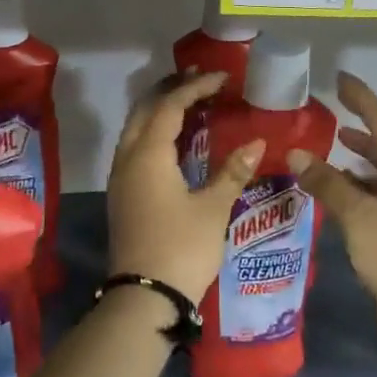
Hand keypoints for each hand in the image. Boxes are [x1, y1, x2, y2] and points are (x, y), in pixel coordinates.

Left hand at [106, 72, 263, 301]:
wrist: (144, 298)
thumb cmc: (182, 248)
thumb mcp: (213, 208)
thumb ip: (232, 171)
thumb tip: (256, 142)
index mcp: (148, 155)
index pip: (170, 106)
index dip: (195, 87)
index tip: (222, 77)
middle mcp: (127, 159)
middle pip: (144, 110)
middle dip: (170, 90)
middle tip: (200, 79)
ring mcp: (120, 178)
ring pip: (135, 128)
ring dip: (159, 110)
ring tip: (189, 101)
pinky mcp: (122, 195)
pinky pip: (135, 147)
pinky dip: (154, 131)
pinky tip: (175, 139)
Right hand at [286, 73, 376, 345]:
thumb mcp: (357, 216)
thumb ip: (326, 182)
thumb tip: (296, 153)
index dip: (360, 98)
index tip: (340, 77)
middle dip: (359, 126)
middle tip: (332, 107)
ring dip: (357, 157)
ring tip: (331, 142)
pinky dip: (359, 183)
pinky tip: (338, 184)